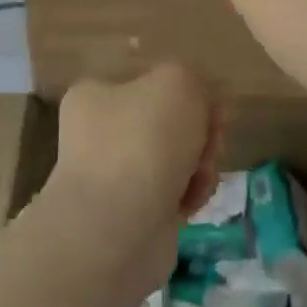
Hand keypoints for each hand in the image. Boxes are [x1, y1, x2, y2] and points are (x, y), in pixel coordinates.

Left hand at [45, 64, 220, 293]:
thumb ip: (191, 78)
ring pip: (177, 158)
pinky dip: (190, 195)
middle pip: (170, 121)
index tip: (211, 108)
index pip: (152, 81)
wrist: (118, 228)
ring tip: (201, 177)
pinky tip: (192, 202)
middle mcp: (99, 134)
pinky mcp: (133, 214)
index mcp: (96, 95)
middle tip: (210, 143)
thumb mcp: (177, 81)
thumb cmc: (143, 141)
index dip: (189, 92)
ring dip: (200, 164)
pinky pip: (174, 193)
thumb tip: (195, 105)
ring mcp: (114, 176)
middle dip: (200, 132)